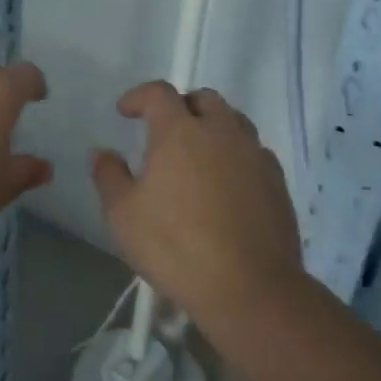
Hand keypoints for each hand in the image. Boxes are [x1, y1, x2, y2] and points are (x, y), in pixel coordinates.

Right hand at [90, 82, 303, 328]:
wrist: (249, 288)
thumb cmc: (175, 247)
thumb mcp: (123, 215)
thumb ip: (109, 176)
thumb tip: (103, 153)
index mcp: (180, 132)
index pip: (159, 93)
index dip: (139, 96)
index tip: (125, 112)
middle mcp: (221, 132)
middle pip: (203, 99)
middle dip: (180, 106)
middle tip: (164, 130)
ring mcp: (254, 154)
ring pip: (234, 121)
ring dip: (212, 127)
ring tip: (197, 155)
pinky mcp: (277, 181)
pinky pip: (254, 152)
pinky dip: (235, 155)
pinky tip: (226, 183)